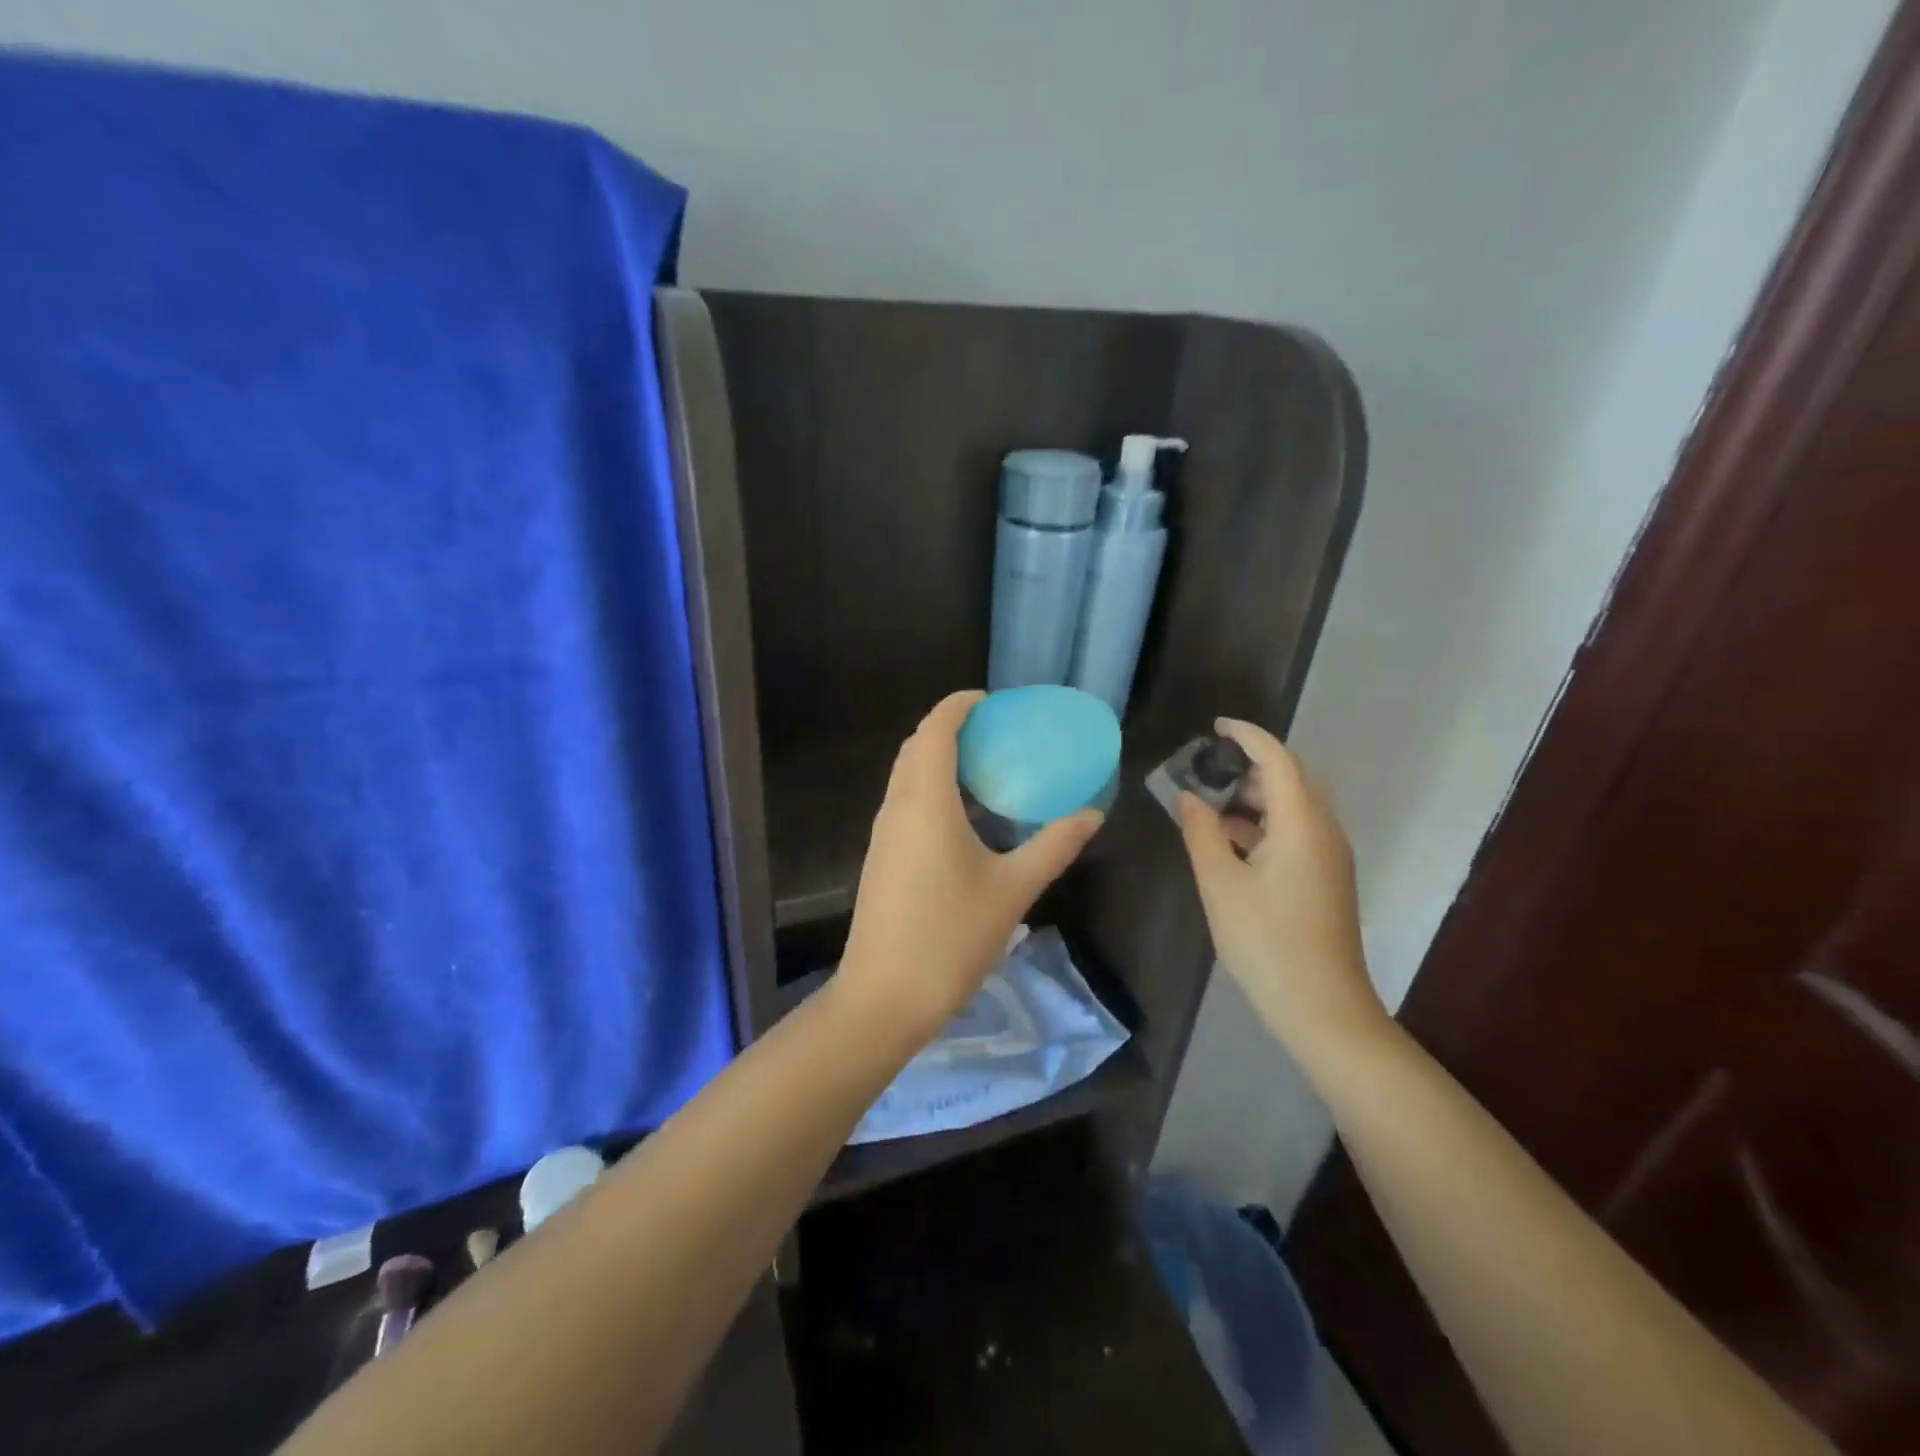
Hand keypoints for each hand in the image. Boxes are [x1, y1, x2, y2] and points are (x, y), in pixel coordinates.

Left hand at [836, 691, 1103, 1044]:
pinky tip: (963, 818)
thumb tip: (1091, 815)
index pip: (935, 730)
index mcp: (925, 802)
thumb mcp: (1013, 890)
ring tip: (984, 768)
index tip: (991, 701)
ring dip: (938, 759)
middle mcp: (897, 807)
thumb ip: (1053, 846)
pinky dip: (930, 789)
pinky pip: (904, 803)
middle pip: (917, 747)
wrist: (884, 997)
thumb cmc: (951, 937)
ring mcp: (883, 834)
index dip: (959, 705)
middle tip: (995, 733)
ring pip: (906, 776)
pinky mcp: (880, 858)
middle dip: (950, 728)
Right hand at [1176, 717, 1388, 1061]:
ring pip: (1296, 806)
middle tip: (1208, 766)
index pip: (1277, 760)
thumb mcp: (1219, 884)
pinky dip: (1265, 822)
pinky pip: (1298, 831)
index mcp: (1302, 824)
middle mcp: (1325, 831)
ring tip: (1211, 803)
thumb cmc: (1265, 942)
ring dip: (1257, 795)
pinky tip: (1232, 841)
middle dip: (1251, 764)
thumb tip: (1189, 798)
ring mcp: (1331, 857)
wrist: (1322, 1008)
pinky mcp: (1327, 878)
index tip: (1215, 726)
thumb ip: (1201, 832)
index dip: (1247, 736)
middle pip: (1292, 778)